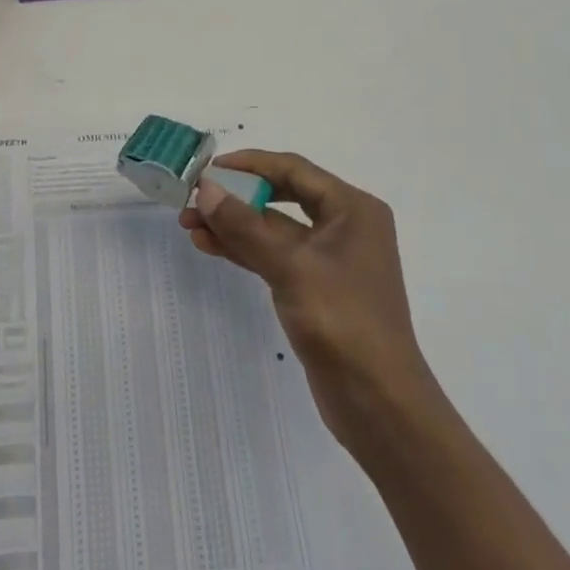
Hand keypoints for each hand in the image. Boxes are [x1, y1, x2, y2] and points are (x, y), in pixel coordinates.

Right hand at [181, 150, 438, 449]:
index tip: (210, 169)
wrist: (379, 404)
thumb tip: (206, 189)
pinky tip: (210, 245)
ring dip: (235, 225)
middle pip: (283, 196)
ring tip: (189, 223)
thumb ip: (245, 226)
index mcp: (353, 208)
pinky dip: (245, 250)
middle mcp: (345, 226)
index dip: (250, 164)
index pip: (294, 170)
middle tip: (195, 199)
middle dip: (238, 197)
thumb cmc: (342, 322)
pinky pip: (276, 256)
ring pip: (275, 229)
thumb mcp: (290, 267)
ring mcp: (331, 259)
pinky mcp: (317, 288)